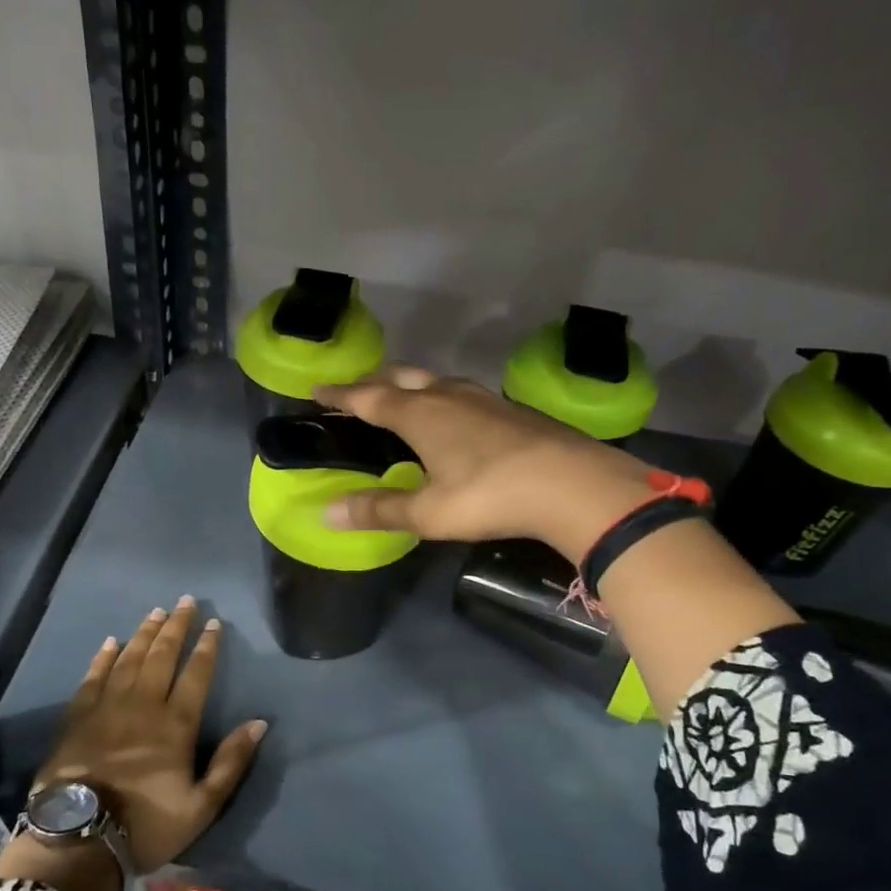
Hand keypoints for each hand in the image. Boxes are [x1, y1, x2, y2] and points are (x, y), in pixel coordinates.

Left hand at [0, 599, 265, 890]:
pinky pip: (94, 677)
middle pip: (162, 655)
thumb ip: (231, 762)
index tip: (214, 623)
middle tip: (185, 601)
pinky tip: (111, 642)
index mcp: (176, 724)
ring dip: (144, 633)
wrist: (78, 839)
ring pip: (129, 659)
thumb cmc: (146, 825)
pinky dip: (104, 657)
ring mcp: (107, 707)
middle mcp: (144, 705)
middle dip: (176, 627)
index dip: (206, 646)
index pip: (196, 674)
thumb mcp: (202, 806)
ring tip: (156, 612)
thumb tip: (259, 722)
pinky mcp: (78, 717)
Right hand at [315, 364, 660, 563]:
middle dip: (374, 381)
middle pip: (402, 378)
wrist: (572, 484)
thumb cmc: (489, 496)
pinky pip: (463, 392)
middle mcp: (447, 396)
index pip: (368, 398)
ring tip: (402, 394)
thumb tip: (326, 512)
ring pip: (436, 381)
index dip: (341, 395)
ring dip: (411, 384)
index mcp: (419, 415)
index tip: (318, 389)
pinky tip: (455, 413)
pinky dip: (443, 396)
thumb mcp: (428, 512)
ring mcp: (483, 399)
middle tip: (355, 388)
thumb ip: (378, 509)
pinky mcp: (511, 409)